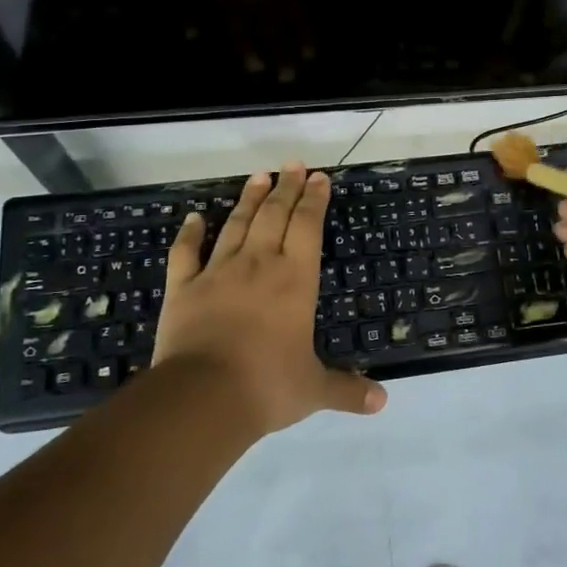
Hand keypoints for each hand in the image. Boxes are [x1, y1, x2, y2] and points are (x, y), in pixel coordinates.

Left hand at [153, 163, 386, 433]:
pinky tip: (195, 217)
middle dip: (287, 187)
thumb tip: (383, 402)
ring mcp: (218, 272)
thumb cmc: (267, 386)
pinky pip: (186, 253)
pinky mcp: (184, 288)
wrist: (202, 396)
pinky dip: (190, 233)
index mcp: (295, 280)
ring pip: (237, 225)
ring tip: (258, 175)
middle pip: (275, 215)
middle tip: (293, 164)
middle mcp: (259, 265)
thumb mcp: (314, 390)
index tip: (319, 177)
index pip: (308, 227)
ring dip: (249, 199)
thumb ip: (347, 390)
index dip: (315, 200)